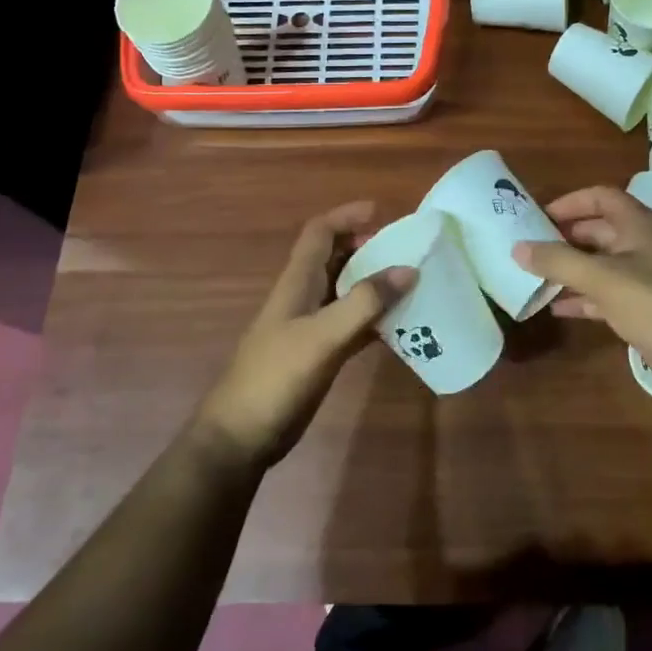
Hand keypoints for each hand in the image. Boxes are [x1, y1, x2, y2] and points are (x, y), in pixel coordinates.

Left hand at [195, 202, 412, 469]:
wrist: (241, 437)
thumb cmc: (275, 377)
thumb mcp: (322, 336)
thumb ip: (364, 303)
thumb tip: (408, 269)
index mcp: (297, 282)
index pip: (319, 232)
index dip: (347, 216)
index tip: (382, 212)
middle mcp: (303, 297)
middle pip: (335, 258)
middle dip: (366, 247)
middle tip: (405, 250)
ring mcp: (310, 327)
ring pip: (345, 291)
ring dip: (373, 283)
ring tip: (410, 283)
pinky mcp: (318, 354)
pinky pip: (351, 324)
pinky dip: (373, 319)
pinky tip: (400, 327)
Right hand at [513, 186, 651, 411]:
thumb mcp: (602, 278)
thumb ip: (558, 261)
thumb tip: (517, 247)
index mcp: (639, 225)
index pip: (601, 197)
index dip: (570, 202)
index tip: (537, 216)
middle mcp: (643, 245)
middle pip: (598, 230)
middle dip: (565, 237)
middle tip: (529, 247)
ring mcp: (646, 279)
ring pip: (601, 265)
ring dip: (571, 269)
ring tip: (534, 277)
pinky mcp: (645, 309)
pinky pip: (606, 295)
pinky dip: (583, 298)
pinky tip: (557, 309)